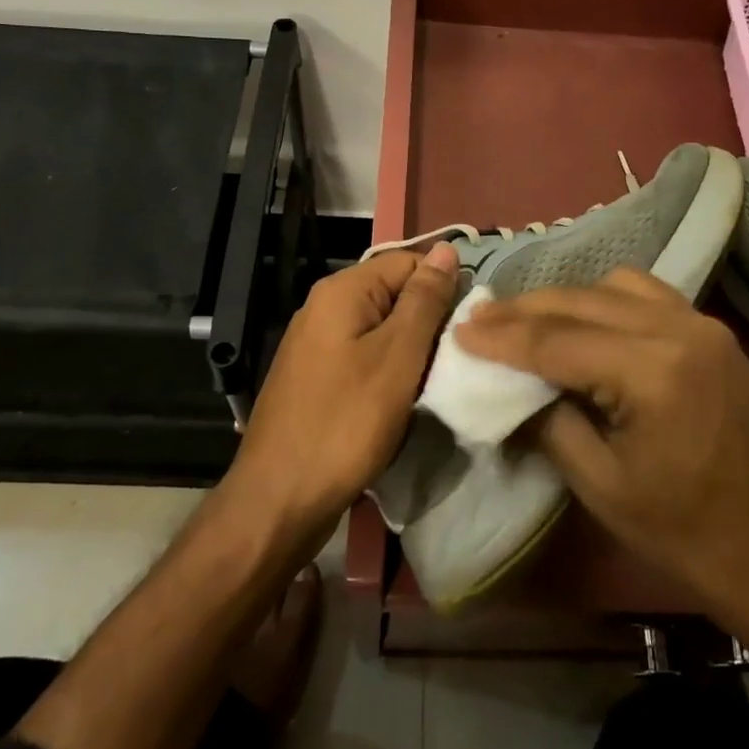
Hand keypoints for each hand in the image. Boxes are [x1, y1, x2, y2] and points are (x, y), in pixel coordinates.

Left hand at [230, 243, 460, 534]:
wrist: (279, 500)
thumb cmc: (345, 423)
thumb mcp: (397, 357)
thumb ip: (424, 300)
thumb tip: (446, 248)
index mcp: (341, 291)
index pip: (409, 262)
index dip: (443, 286)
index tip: (469, 325)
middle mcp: (324, 307)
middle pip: (394, 294)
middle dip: (428, 321)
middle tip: (456, 358)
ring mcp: (316, 344)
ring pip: (381, 329)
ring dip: (411, 350)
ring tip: (435, 380)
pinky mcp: (316, 377)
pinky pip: (364, 356)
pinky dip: (389, 371)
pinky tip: (404, 398)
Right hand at [454, 267, 748, 632]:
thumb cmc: (687, 535)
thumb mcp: (601, 485)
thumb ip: (550, 421)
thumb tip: (511, 384)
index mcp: (652, 371)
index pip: (557, 341)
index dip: (502, 337)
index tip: (460, 330)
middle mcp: (679, 329)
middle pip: (582, 301)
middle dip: (525, 309)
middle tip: (480, 318)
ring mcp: (702, 324)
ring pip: (614, 285)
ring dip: (565, 299)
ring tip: (527, 322)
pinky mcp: (713, 333)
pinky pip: (647, 295)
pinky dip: (606, 300)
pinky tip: (585, 323)